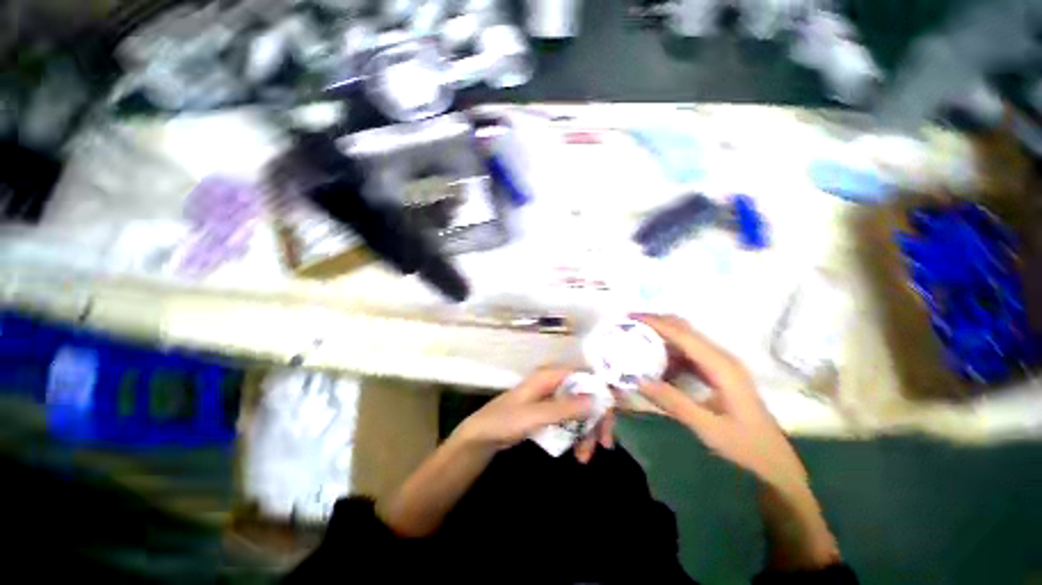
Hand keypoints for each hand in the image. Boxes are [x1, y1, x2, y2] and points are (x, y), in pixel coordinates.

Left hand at [454, 367, 613, 461]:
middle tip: (605, 443)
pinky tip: (579, 452)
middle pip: (587, 394)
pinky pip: (572, 420)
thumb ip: (564, 408)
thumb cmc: (505, 420)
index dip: (602, 390)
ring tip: (585, 457)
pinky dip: (578, 435)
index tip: (615, 412)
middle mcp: (555, 384)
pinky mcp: (551, 413)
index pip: (585, 375)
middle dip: (597, 418)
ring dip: (588, 431)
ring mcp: (553, 398)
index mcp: (550, 376)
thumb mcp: (534, 415)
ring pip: (581, 410)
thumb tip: (596, 399)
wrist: (483, 436)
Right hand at [630, 314, 807, 491]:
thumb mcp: (707, 427)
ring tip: (636, 340)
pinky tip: (654, 364)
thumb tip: (638, 379)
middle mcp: (721, 358)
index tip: (631, 317)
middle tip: (629, 325)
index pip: (683, 334)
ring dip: (661, 337)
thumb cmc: (745, 445)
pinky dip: (669, 353)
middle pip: (685, 329)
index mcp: (721, 366)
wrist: (774, 463)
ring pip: (686, 340)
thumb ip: (673, 401)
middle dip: (656, 323)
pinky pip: (688, 355)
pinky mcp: (717, 373)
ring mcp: (720, 364)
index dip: (656, 323)